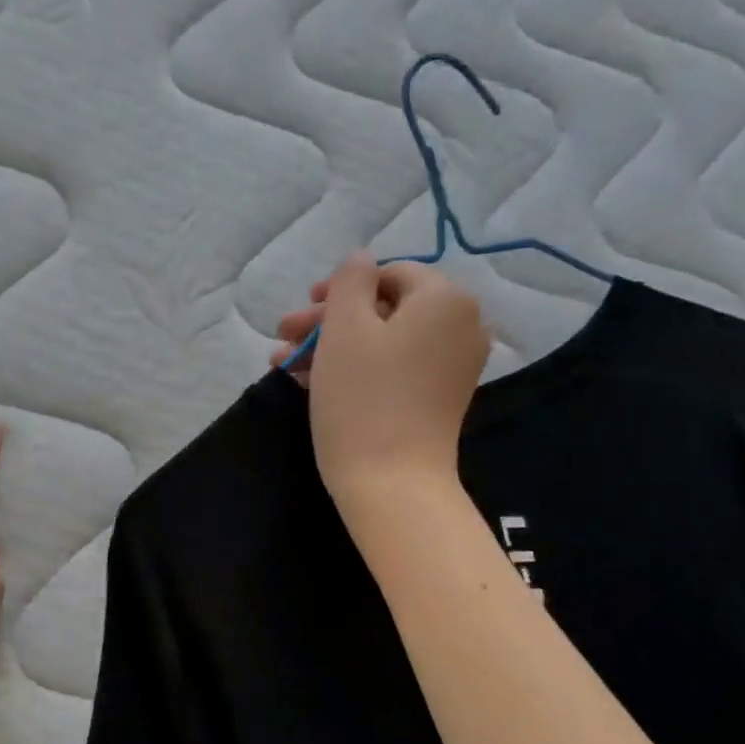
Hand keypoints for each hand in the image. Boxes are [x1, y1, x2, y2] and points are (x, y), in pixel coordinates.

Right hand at [273, 252, 489, 519]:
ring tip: (284, 365)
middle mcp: (461, 326)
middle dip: (328, 322)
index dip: (338, 289)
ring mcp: (452, 366)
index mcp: (445, 300)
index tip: (301, 312)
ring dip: (332, 347)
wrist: (392, 484)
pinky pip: (395, 368)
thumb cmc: (363, 398)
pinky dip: (356, 369)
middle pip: (384, 308)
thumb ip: (349, 281)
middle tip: (283, 339)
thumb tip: (360, 259)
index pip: (387, 274)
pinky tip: (309, 382)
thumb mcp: (345, 327)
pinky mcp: (438, 398)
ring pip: (384, 341)